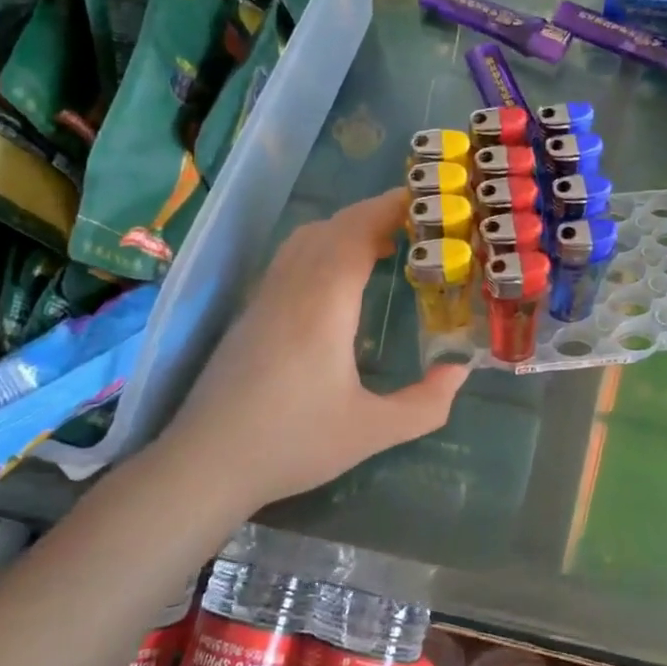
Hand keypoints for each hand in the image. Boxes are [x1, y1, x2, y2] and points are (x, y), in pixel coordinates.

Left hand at [159, 189, 467, 508]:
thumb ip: (426, 404)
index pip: (357, 232)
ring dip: (347, 228)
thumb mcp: (371, 432)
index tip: (427, 202)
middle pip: (333, 227)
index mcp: (324, 304)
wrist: (206, 463)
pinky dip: (324, 245)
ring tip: (385, 244)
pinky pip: (292, 256)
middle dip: (376, 214)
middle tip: (418, 224)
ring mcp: (266, 296)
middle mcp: (293, 287)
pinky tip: (340, 277)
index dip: (391, 209)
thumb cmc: (292, 443)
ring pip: (307, 238)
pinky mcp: (252, 311)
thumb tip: (460, 370)